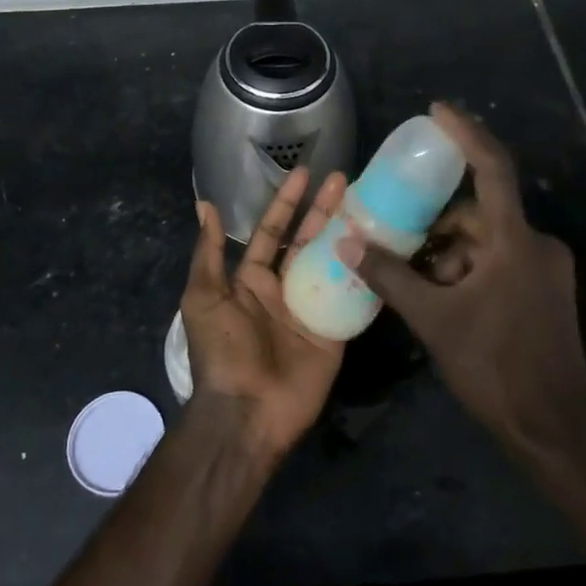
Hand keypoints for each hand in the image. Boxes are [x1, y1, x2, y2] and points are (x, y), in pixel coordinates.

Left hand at [184, 167, 346, 458]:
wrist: (246, 411)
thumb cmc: (222, 349)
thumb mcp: (204, 296)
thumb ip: (208, 251)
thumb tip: (204, 204)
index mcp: (252, 279)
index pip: (273, 231)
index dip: (287, 202)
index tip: (305, 174)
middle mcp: (284, 288)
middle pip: (307, 240)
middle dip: (323, 210)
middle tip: (344, 179)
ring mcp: (312, 309)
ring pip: (332, 262)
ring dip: (347, 234)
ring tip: (367, 204)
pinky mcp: (335, 332)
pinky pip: (352, 297)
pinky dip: (365, 274)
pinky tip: (382, 248)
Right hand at [348, 103, 585, 463]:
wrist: (552, 432)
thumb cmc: (493, 369)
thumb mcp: (433, 320)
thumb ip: (389, 276)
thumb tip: (347, 242)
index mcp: (516, 242)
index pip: (493, 168)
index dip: (466, 133)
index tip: (437, 111)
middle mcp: (538, 246)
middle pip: (481, 214)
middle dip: (439, 224)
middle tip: (400, 237)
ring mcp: (547, 271)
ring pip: (489, 241)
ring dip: (452, 253)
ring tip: (417, 280)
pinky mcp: (547, 293)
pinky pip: (502, 262)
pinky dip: (470, 269)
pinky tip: (444, 297)